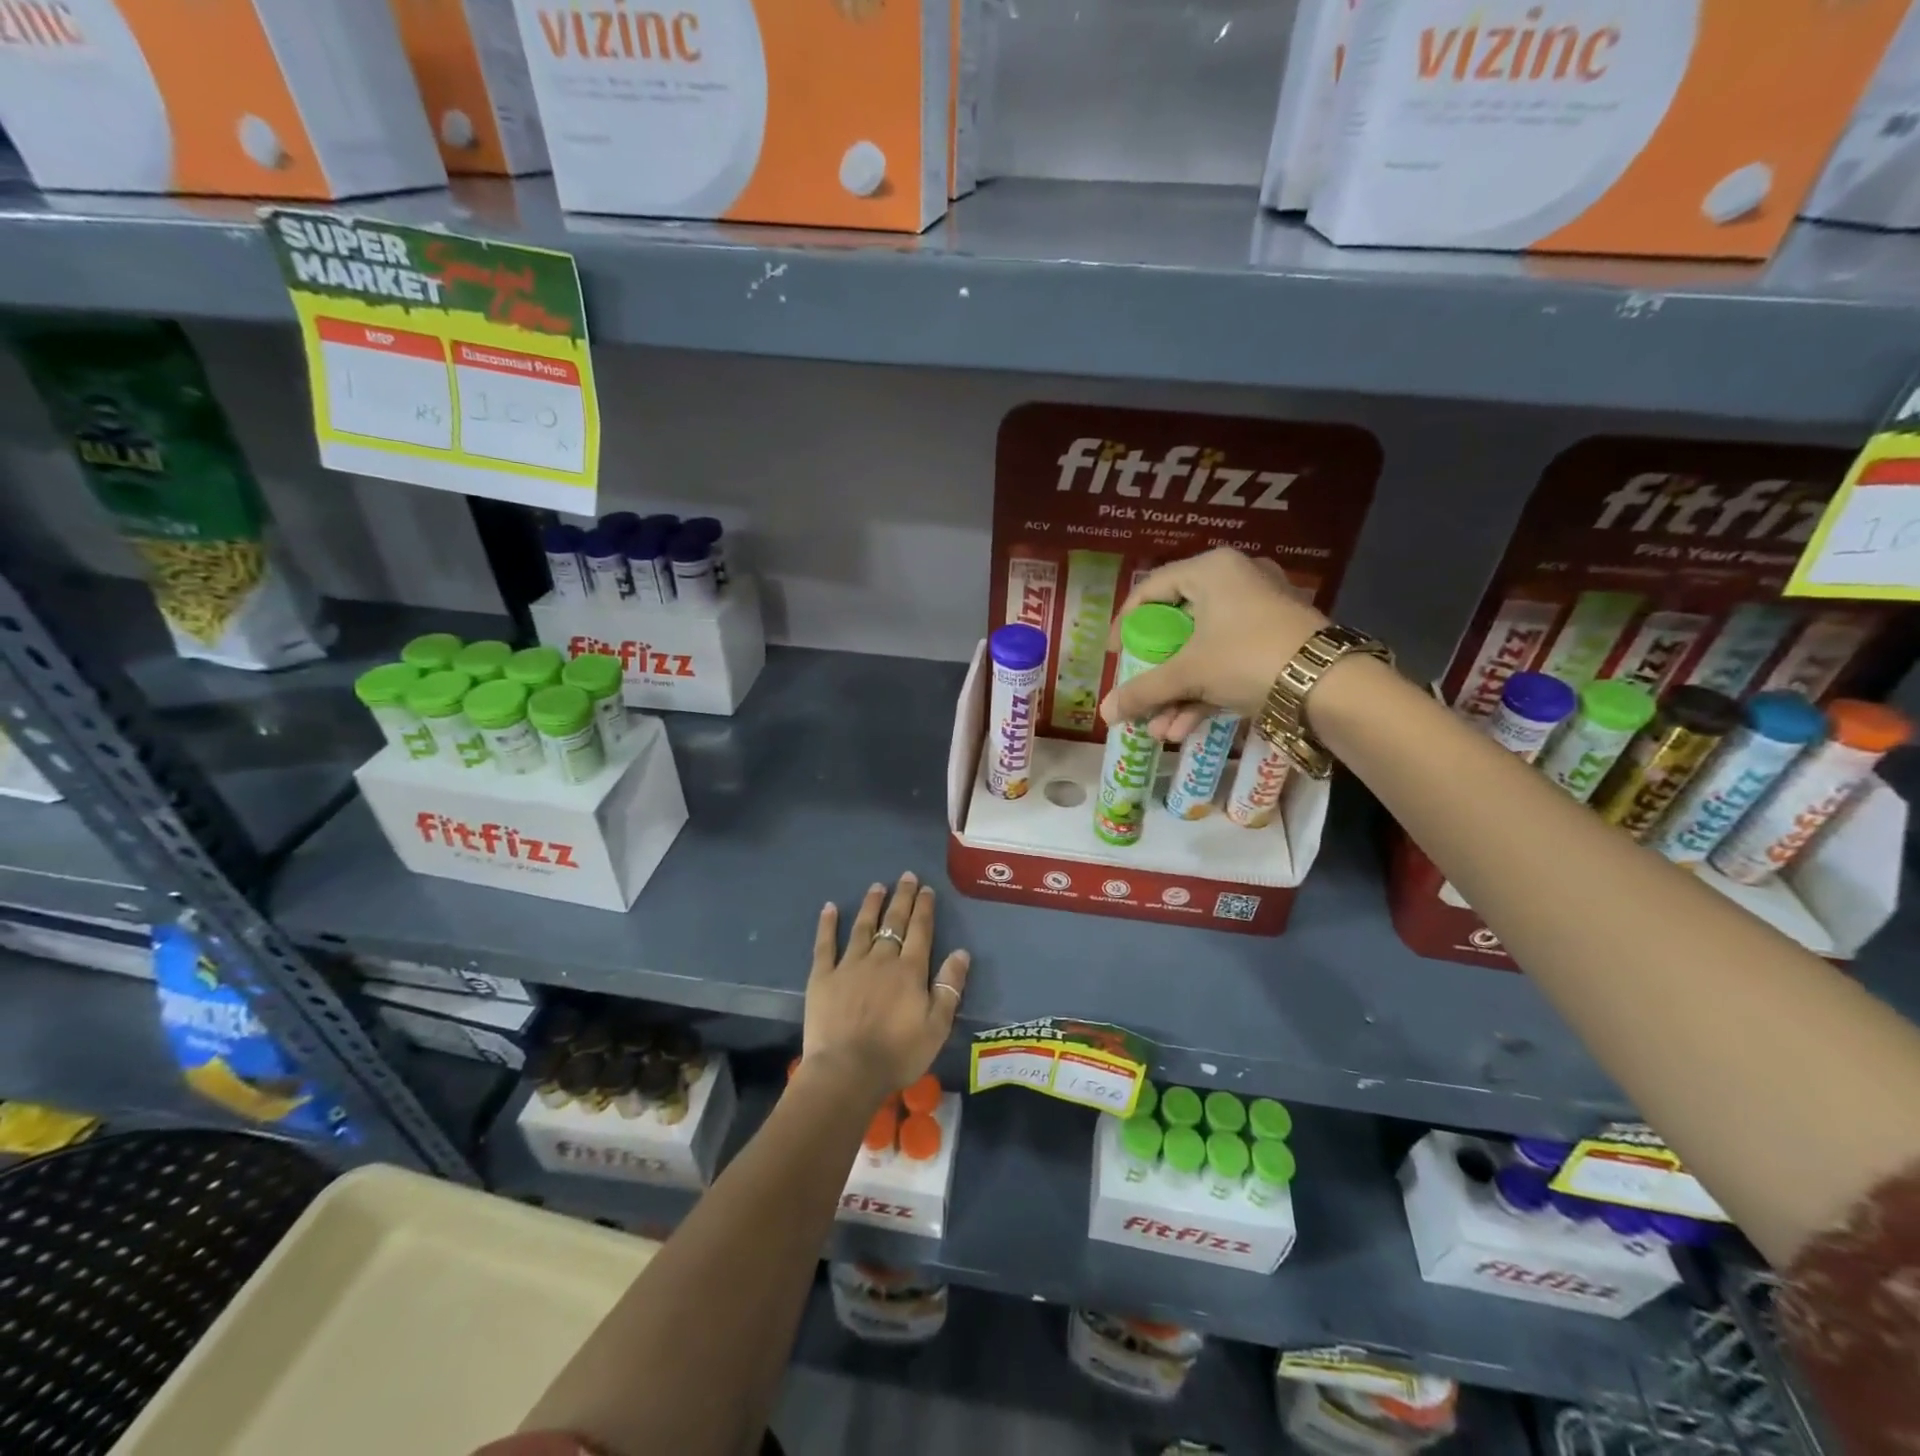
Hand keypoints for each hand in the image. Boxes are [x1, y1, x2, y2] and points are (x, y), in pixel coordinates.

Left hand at [801, 873, 969, 1104]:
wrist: (847, 1071)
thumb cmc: (898, 1054)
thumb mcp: (937, 1026)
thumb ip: (949, 987)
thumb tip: (960, 952)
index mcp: (910, 970)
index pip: (920, 931)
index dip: (924, 908)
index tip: (927, 889)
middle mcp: (881, 959)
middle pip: (894, 922)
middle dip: (902, 898)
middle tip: (906, 877)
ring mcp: (850, 965)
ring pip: (863, 927)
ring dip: (872, 904)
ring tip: (877, 886)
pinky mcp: (823, 977)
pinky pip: (825, 944)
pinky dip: (828, 924)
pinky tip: (830, 907)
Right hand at [1099, 548, 1329, 740]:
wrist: (1328, 685)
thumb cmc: (1246, 658)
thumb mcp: (1188, 673)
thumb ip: (1143, 690)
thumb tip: (1104, 713)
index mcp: (1211, 570)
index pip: (1151, 589)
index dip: (1125, 623)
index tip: (1114, 655)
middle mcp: (1235, 581)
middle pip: (1178, 626)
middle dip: (1155, 673)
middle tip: (1139, 694)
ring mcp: (1259, 611)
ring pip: (1203, 651)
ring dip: (1177, 693)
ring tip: (1160, 731)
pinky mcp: (1275, 640)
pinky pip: (1227, 660)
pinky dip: (1205, 692)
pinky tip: (1184, 729)